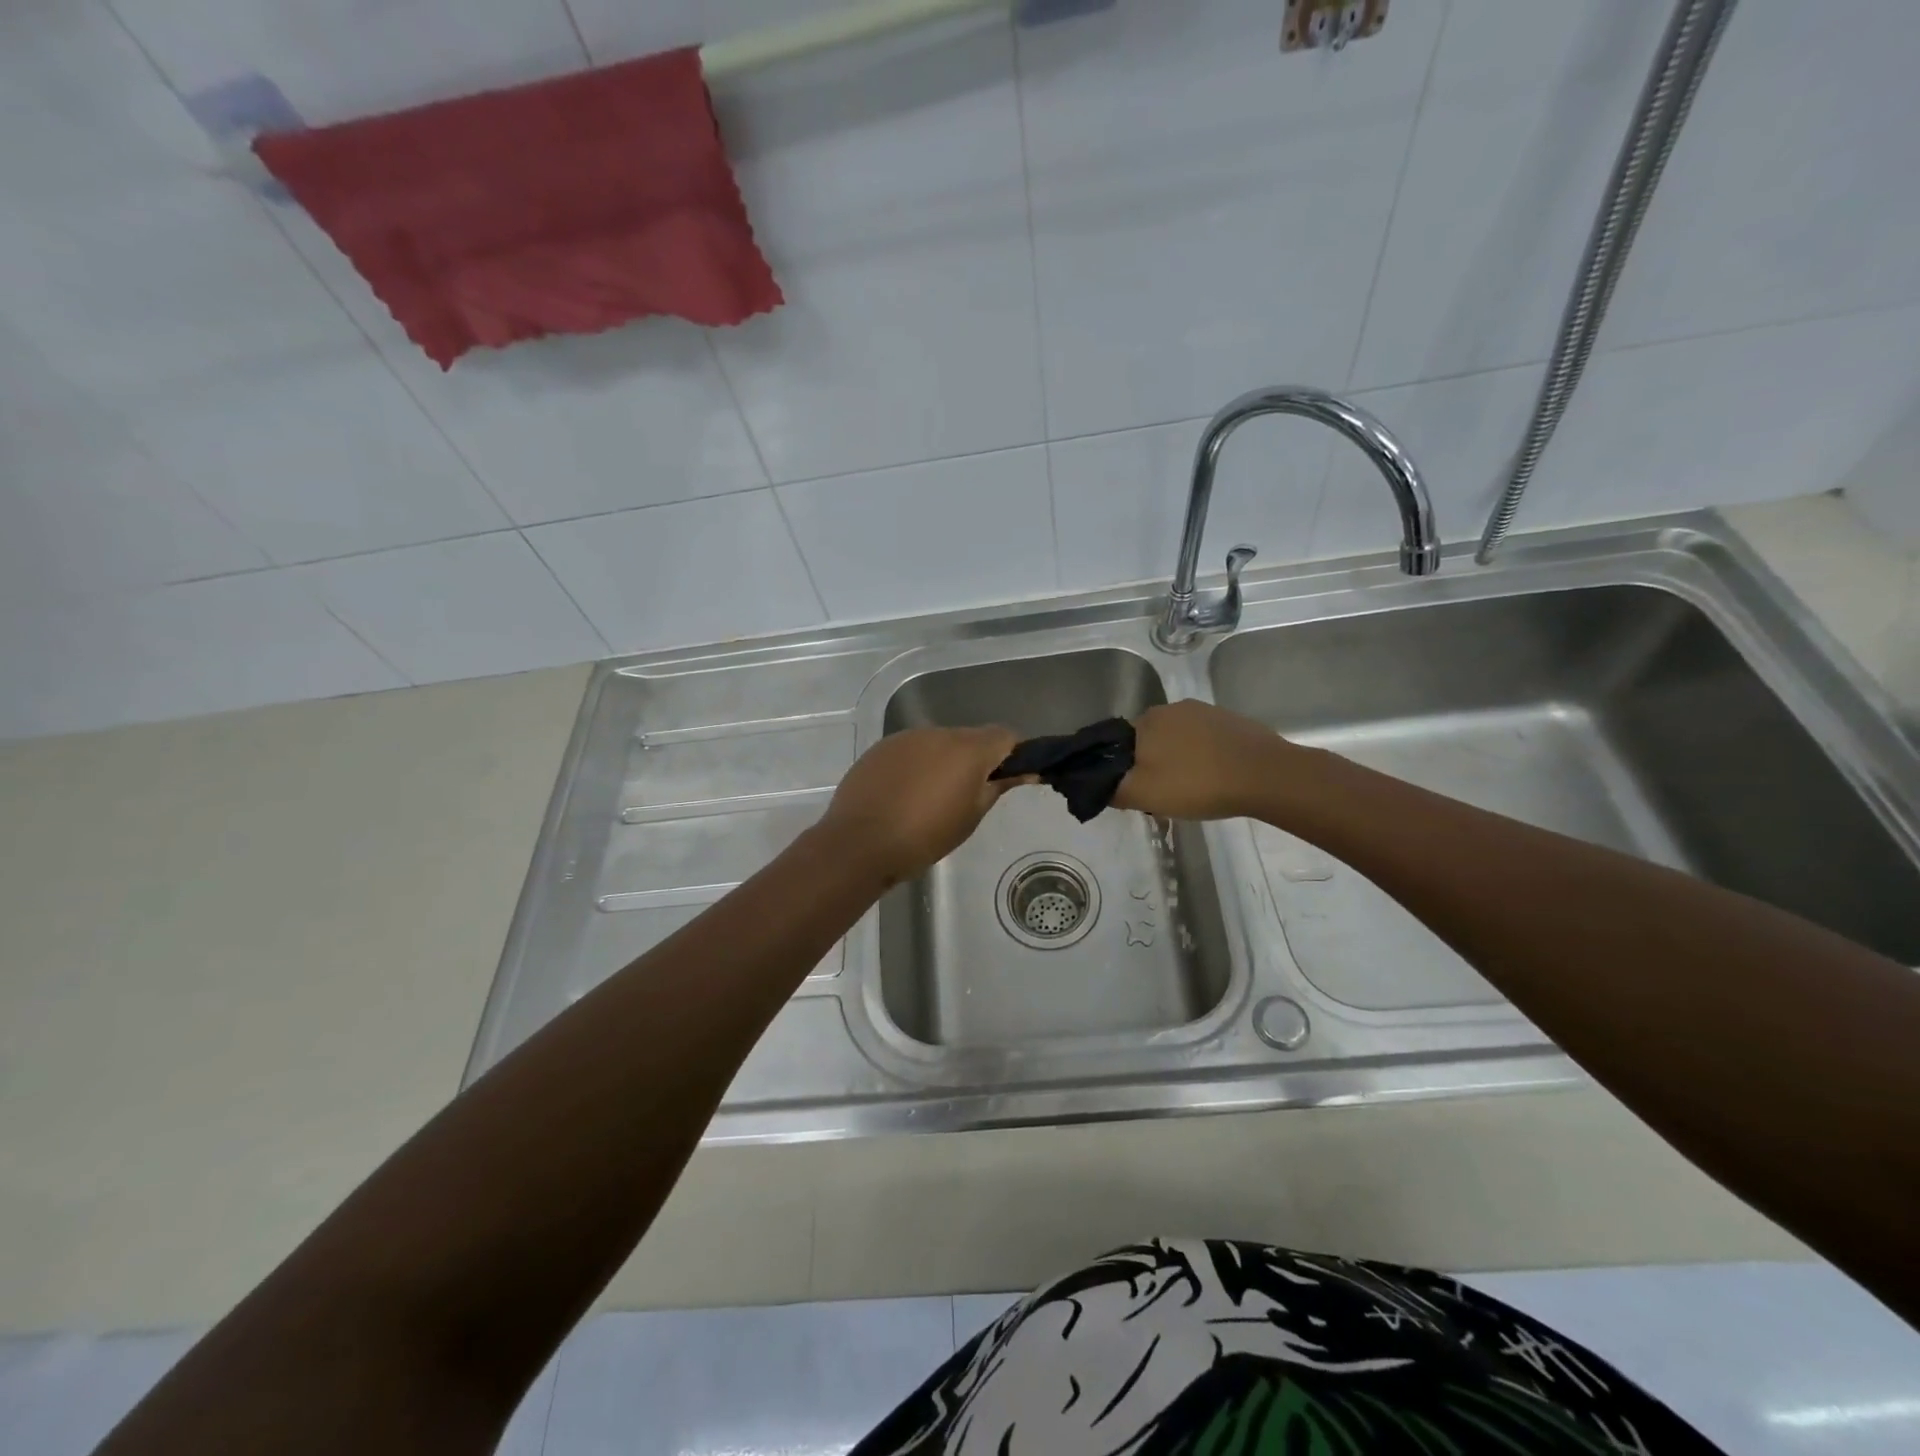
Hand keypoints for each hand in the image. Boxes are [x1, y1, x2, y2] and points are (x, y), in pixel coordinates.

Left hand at [819, 726, 1025, 884]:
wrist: (859, 843)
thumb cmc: (925, 836)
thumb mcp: (971, 816)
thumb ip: (997, 787)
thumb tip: (1024, 771)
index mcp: (967, 748)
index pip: (1005, 736)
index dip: (1013, 755)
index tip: (1009, 779)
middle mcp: (938, 733)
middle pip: (970, 739)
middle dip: (975, 761)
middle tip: (968, 797)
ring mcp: (906, 738)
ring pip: (938, 744)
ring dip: (944, 763)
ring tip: (931, 799)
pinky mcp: (881, 748)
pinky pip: (911, 752)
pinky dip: (917, 767)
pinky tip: (904, 795)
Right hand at [1113, 700, 1291, 820]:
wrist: (1266, 775)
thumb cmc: (1197, 784)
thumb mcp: (1143, 795)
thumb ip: (1111, 789)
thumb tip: (1096, 783)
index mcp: (1145, 721)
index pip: (1118, 745)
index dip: (1124, 769)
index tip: (1137, 791)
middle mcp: (1171, 708)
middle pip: (1149, 740)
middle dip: (1151, 764)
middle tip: (1164, 795)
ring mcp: (1204, 711)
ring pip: (1177, 740)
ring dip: (1178, 760)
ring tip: (1193, 789)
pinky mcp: (1230, 720)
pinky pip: (1204, 740)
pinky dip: (1203, 757)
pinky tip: (1215, 777)